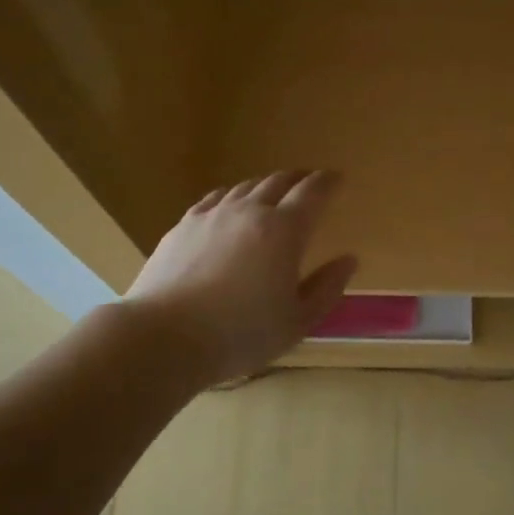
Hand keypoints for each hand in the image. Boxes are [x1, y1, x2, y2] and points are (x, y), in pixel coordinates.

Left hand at [125, 170, 357, 384]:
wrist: (165, 336)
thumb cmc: (241, 334)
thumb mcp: (297, 321)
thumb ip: (327, 288)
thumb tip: (349, 260)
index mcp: (284, 230)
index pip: (313, 192)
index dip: (328, 182)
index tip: (338, 178)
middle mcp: (250, 211)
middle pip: (278, 182)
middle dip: (299, 178)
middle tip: (308, 182)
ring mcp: (213, 215)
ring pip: (245, 187)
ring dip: (266, 185)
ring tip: (273, 192)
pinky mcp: (183, 226)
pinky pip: (215, 199)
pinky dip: (232, 196)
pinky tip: (230, 205)